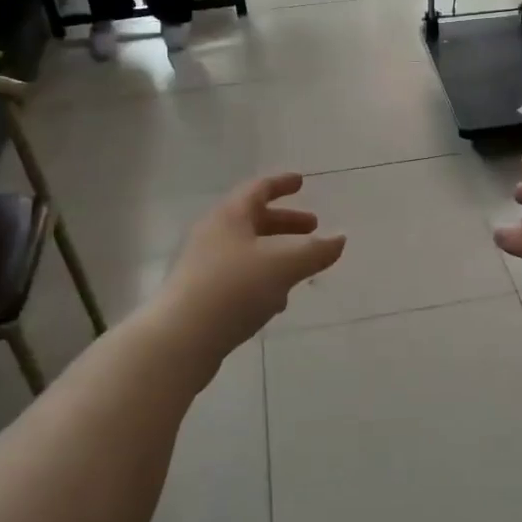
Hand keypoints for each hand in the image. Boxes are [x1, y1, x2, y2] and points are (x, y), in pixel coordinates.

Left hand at [157, 174, 345, 357]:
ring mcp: (203, 267)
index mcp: (230, 217)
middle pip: (253, 221)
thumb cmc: (234, 289)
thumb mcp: (283, 266)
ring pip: (247, 251)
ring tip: (301, 267)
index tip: (301, 181)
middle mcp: (213, 235)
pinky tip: (277, 301)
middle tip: (313, 227)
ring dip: (276, 254)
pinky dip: (262, 279)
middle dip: (285, 223)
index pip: (258, 189)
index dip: (281, 183)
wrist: (181, 339)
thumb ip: (315, 251)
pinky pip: (238, 278)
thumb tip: (340, 239)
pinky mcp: (201, 296)